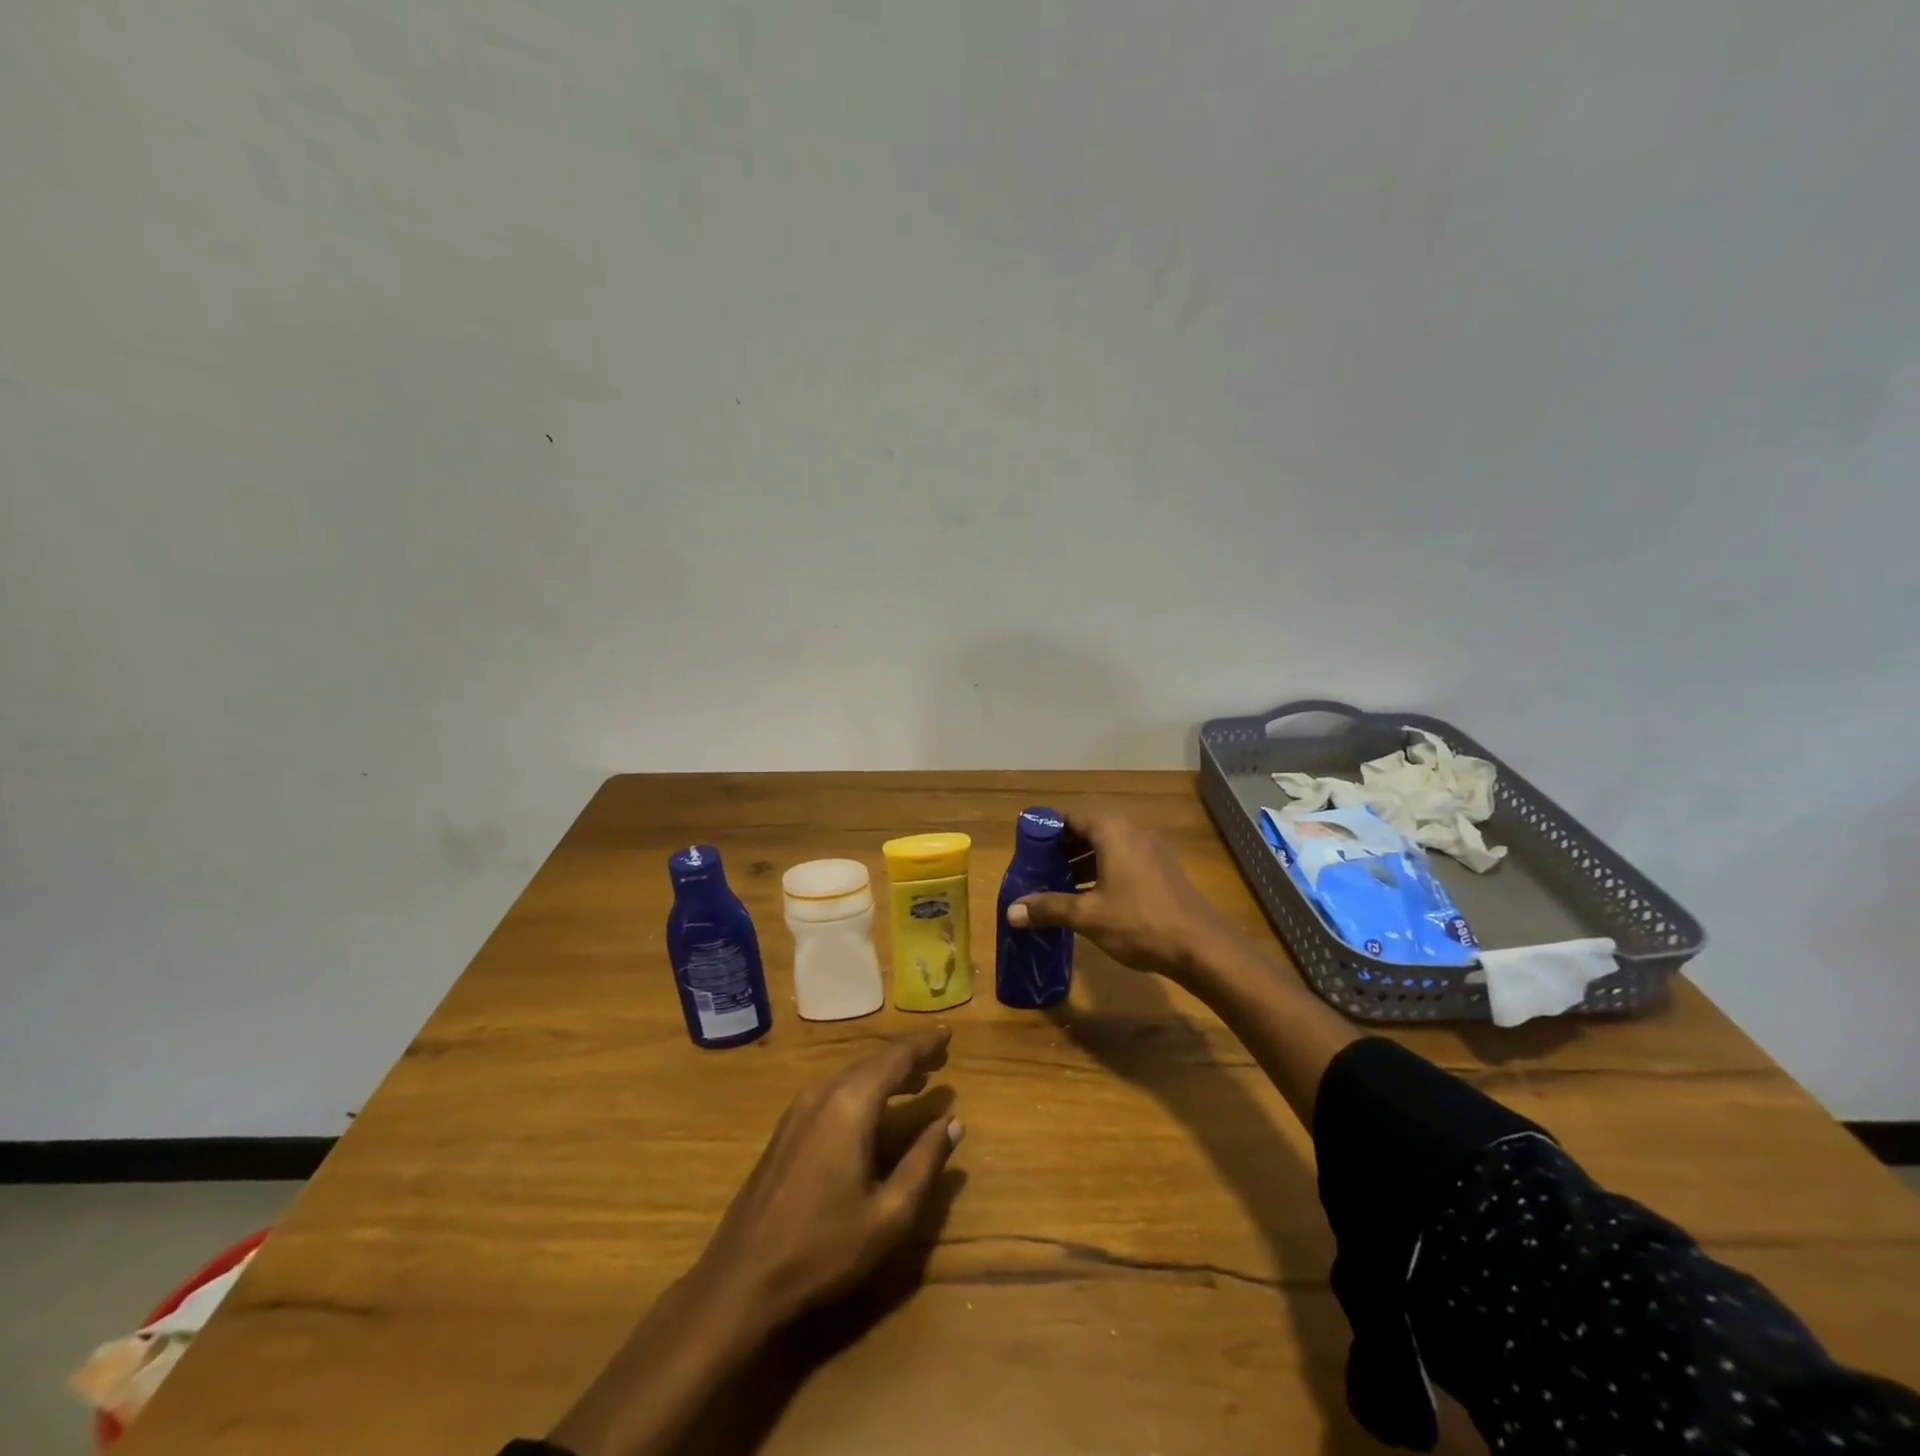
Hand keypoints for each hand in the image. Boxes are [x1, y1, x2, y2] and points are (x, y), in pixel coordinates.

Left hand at [548, 1029, 962, 1455]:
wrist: (741, 1279)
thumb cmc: (823, 1249)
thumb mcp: (889, 1215)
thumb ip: (924, 1163)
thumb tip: (953, 1123)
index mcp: (851, 1104)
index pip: (896, 1058)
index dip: (924, 1044)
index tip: (948, 1034)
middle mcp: (824, 1092)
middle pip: (873, 1061)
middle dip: (907, 1056)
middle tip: (939, 1056)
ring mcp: (799, 1109)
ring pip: (851, 1075)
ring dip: (885, 1073)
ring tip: (916, 1079)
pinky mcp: (786, 1128)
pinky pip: (834, 1090)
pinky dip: (862, 1088)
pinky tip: (874, 1108)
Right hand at [1007, 809, 1238, 984]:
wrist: (1201, 947)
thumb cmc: (1140, 923)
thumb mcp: (1088, 916)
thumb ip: (1049, 908)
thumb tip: (1011, 911)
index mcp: (1113, 831)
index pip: (1071, 816)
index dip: (1047, 829)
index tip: (1028, 848)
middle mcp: (1133, 831)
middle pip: (1089, 829)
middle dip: (1063, 847)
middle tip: (1039, 868)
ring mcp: (1151, 850)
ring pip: (1108, 846)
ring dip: (1082, 861)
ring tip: (1059, 884)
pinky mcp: (1162, 869)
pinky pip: (1124, 859)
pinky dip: (1103, 870)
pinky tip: (1090, 897)